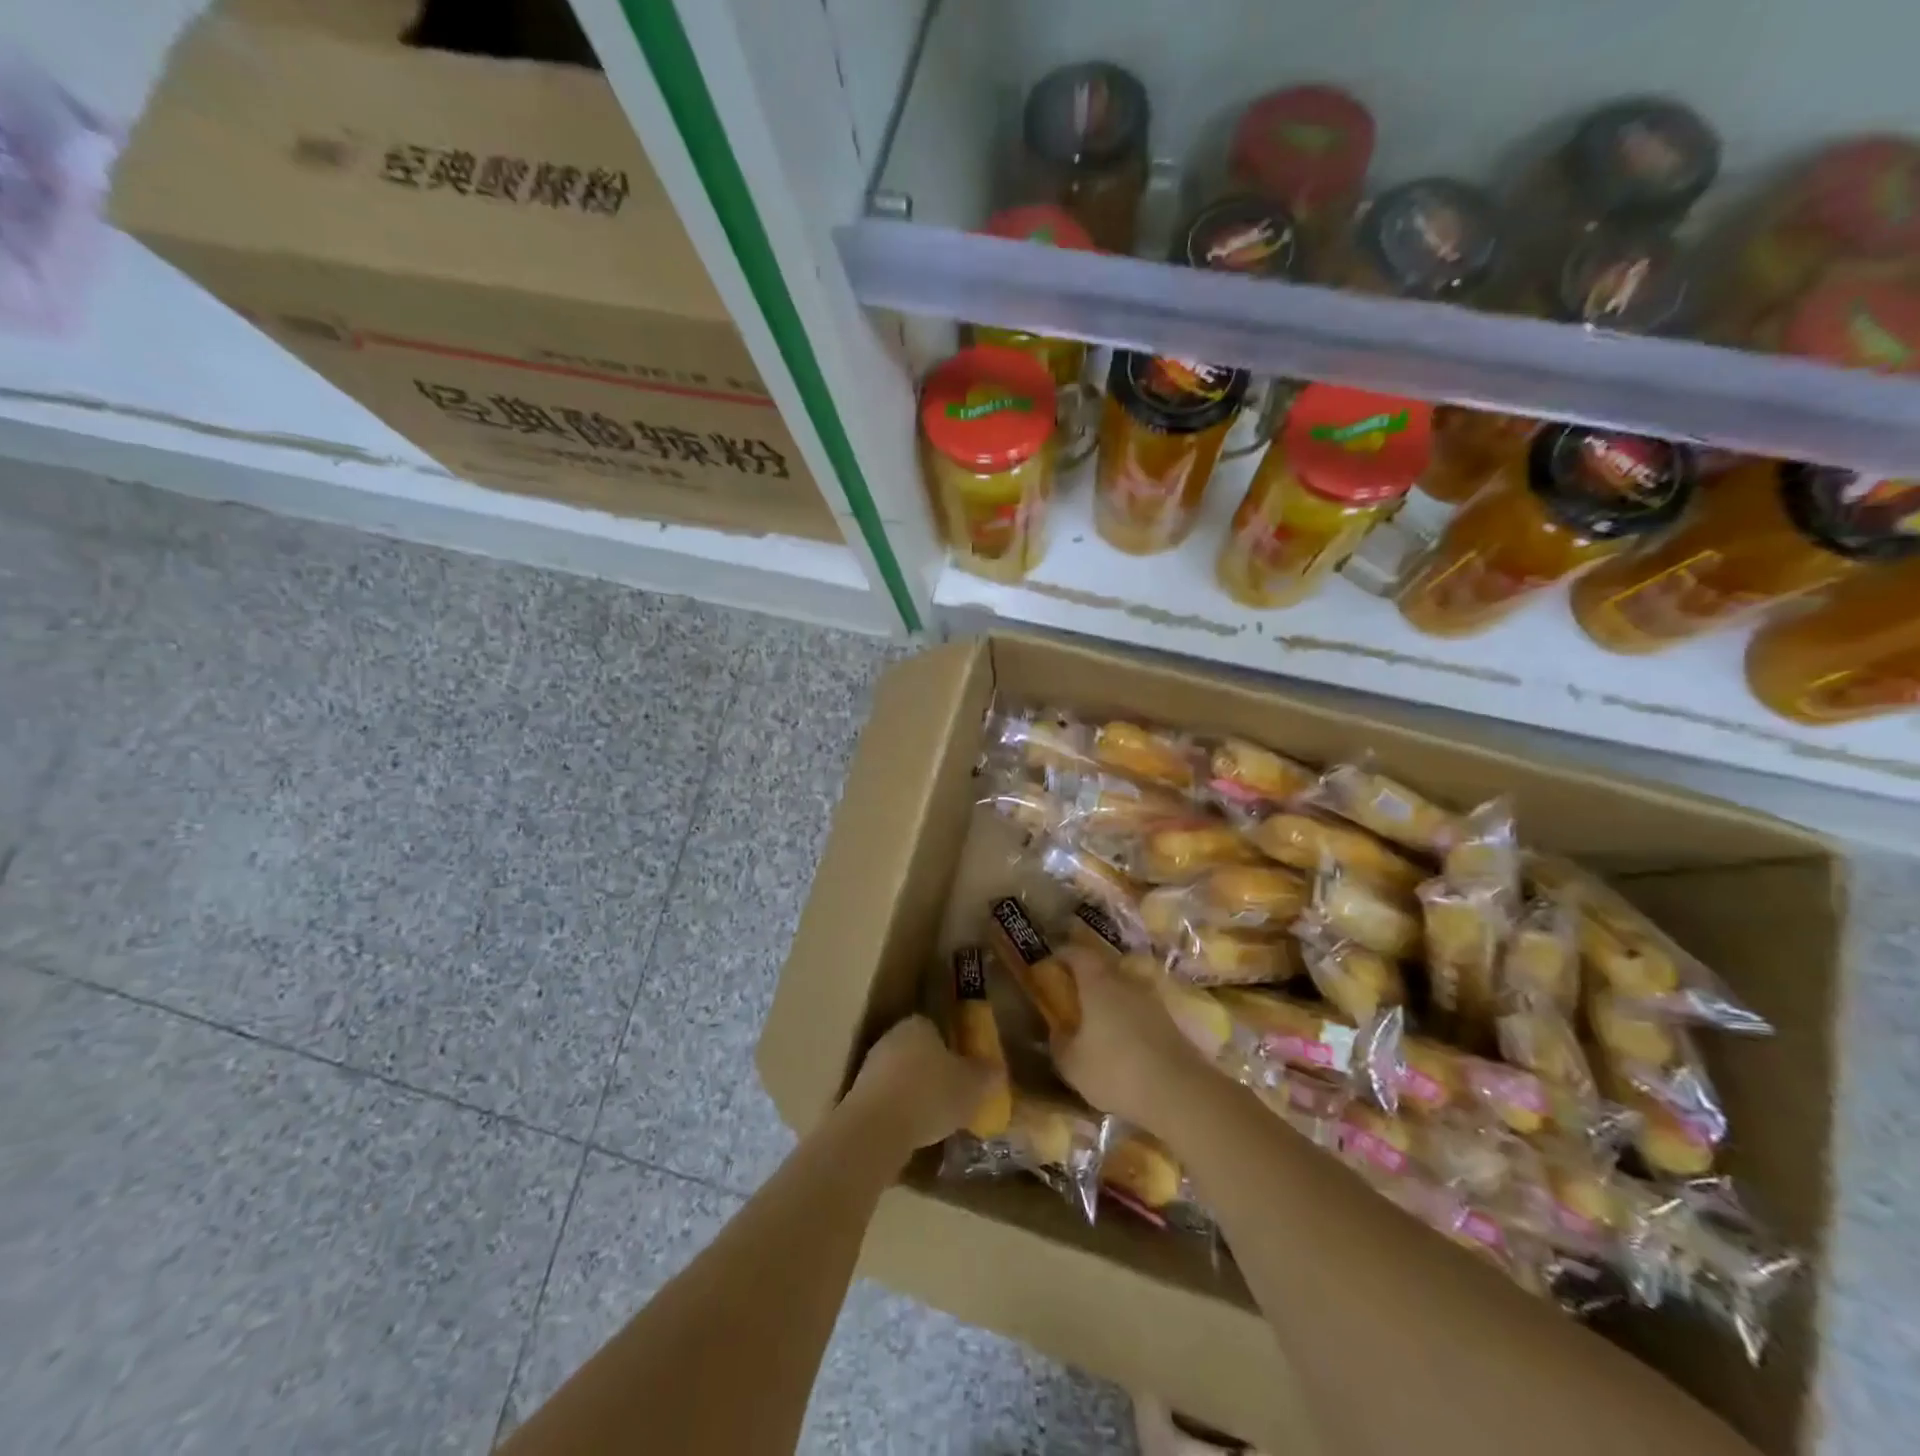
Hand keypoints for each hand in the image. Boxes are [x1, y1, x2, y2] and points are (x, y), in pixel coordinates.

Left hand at [843, 1015, 994, 1152]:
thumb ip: (987, 1075)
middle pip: (918, 1052)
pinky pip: (886, 1100)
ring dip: (914, 1094)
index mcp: (919, 1023)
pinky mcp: (856, 1096)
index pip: (938, 1029)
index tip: (964, 1073)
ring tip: (934, 1121)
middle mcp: (892, 1037)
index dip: (953, 1050)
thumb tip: (997, 1070)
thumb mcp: (973, 1087)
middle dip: (933, 1073)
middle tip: (953, 1098)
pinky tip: (911, 1133)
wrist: (876, 1129)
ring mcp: (870, 1065)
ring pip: (901, 1076)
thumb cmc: (930, 1095)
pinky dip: (899, 1113)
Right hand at [1050, 947, 1217, 1134]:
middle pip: (1103, 967)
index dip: (1061, 955)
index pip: (1077, 953)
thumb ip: (1060, 1042)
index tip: (1049, 966)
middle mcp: (1126, 982)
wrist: (1180, 1092)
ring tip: (1097, 1020)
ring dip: (1110, 998)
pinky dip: (1128, 1018)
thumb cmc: (1116, 1071)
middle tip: (1072, 994)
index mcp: (1097, 983)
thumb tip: (1058, 1030)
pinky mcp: (1170, 1021)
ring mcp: (1152, 1000)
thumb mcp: (1073, 1064)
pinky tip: (1122, 1041)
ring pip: (1124, 988)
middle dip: (1086, 977)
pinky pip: (1140, 1010)